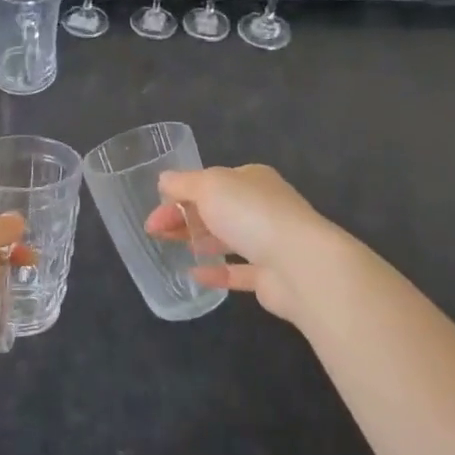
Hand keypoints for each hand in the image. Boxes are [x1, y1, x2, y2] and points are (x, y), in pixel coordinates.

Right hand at [145, 165, 355, 325]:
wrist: (300, 264)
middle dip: (184, 218)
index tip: (154, 215)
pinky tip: (194, 275)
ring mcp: (270, 241)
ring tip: (171, 248)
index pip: (209, 183)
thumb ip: (183, 183)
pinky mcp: (271, 276)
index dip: (179, 195)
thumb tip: (164, 179)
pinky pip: (238, 271)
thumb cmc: (250, 214)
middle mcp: (262, 206)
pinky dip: (216, 272)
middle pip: (216, 210)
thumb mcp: (208, 186)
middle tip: (155, 233)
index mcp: (251, 179)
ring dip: (200, 240)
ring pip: (227, 238)